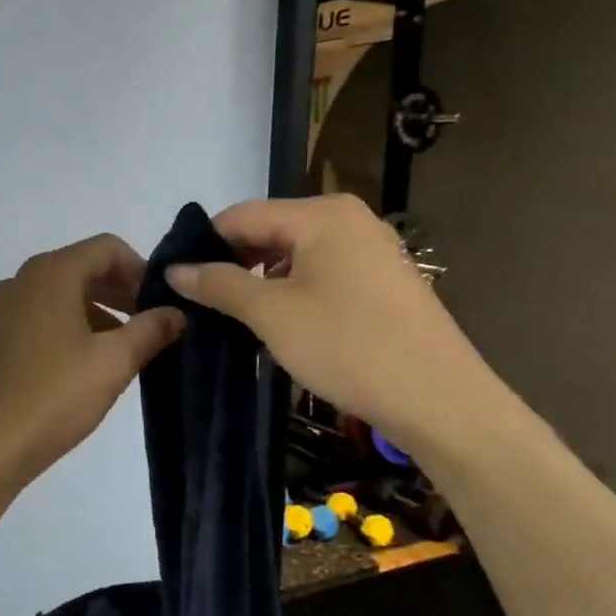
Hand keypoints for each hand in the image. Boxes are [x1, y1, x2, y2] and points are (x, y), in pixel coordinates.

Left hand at [0, 234, 185, 501]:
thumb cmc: (54, 395)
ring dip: (99, 311)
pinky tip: (87, 364)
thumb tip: (176, 313)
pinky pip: (42, 314)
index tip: (162, 304)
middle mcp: (23, 279)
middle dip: (121, 292)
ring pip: (63, 293)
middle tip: (150, 326)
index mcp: (52, 273)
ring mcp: (4, 307)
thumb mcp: (114, 362)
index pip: (107, 248)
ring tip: (124, 350)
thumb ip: (151, 330)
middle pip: (84, 267)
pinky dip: (71, 326)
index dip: (141, 270)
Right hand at [164, 194, 502, 459]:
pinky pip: (321, 275)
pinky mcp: (382, 282)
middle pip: (269, 232)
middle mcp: (348, 219)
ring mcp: (370, 250)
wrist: (440, 401)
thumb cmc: (349, 346)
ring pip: (294, 257)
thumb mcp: (272, 314)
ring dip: (261, 284)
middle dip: (233, 266)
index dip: (203, 246)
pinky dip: (293, 295)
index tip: (176, 281)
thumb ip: (219, 284)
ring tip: (236, 321)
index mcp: (321, 214)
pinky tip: (280, 328)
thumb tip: (174, 269)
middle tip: (202, 306)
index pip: (241, 215)